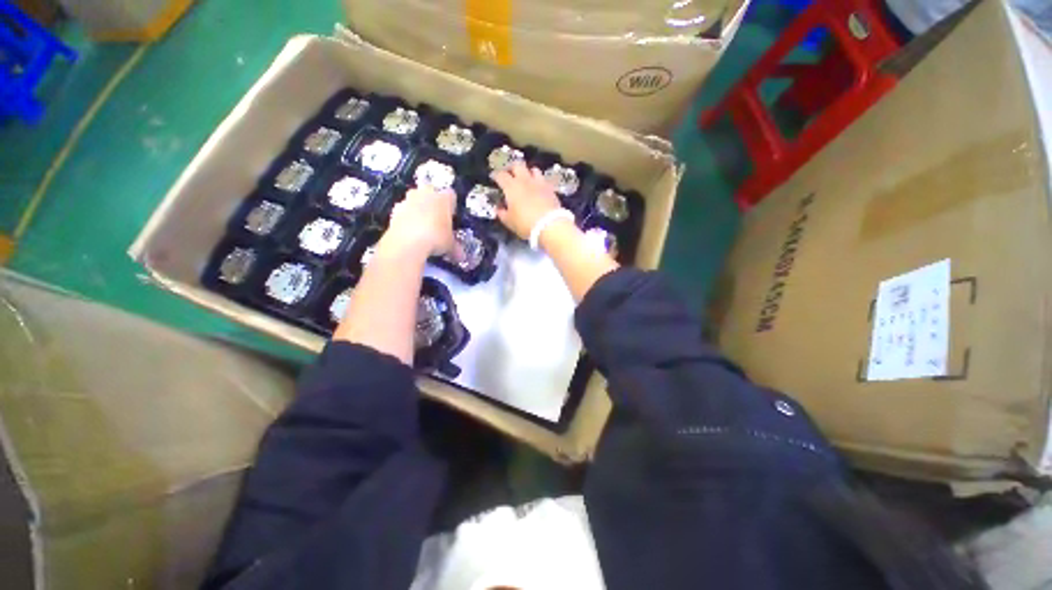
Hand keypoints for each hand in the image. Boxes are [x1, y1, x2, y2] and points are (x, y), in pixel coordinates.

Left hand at [381, 186, 460, 260]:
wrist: (407, 242)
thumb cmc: (436, 238)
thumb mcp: (450, 246)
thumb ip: (455, 248)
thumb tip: (460, 257)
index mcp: (443, 198)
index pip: (451, 195)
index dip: (451, 205)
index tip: (451, 217)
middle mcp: (425, 194)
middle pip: (430, 192)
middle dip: (432, 203)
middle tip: (436, 220)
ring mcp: (408, 200)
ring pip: (414, 200)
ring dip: (418, 210)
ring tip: (422, 228)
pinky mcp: (394, 210)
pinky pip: (403, 211)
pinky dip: (406, 219)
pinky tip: (410, 233)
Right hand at [492, 162, 562, 239]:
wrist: (550, 226)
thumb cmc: (525, 224)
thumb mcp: (509, 221)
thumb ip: (502, 213)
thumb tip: (499, 207)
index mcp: (511, 187)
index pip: (500, 175)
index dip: (495, 175)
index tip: (493, 177)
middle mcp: (525, 180)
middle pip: (517, 165)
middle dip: (512, 168)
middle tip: (509, 175)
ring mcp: (539, 183)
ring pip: (533, 169)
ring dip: (528, 172)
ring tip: (526, 179)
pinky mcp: (551, 188)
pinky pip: (543, 180)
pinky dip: (539, 182)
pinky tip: (538, 188)